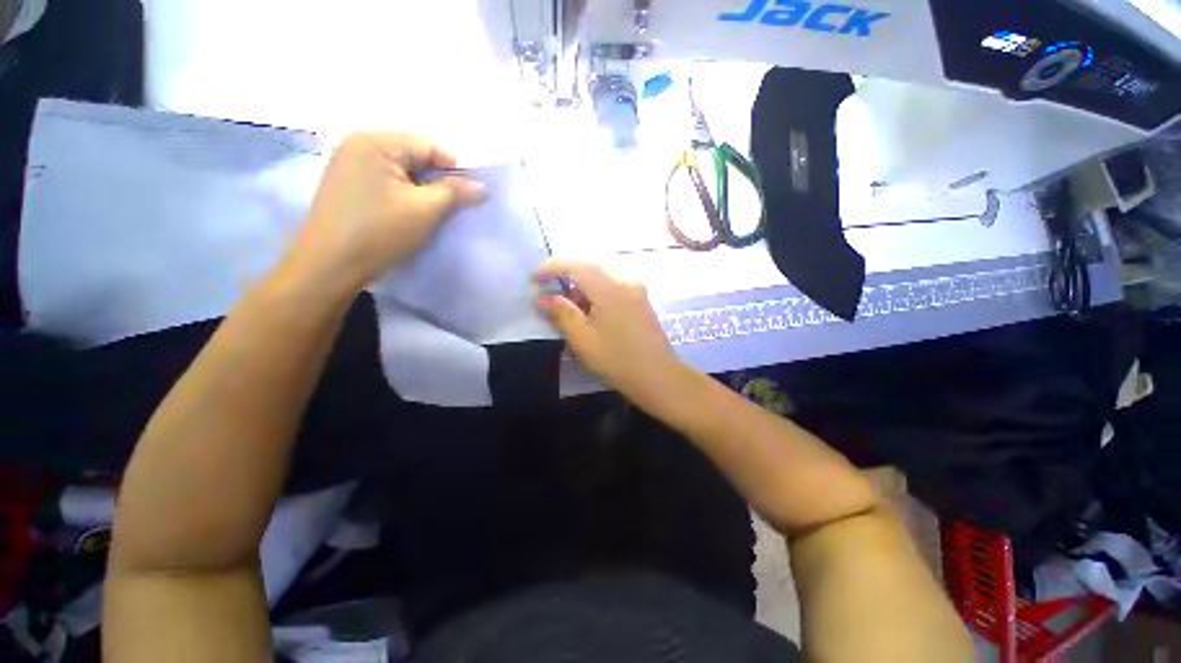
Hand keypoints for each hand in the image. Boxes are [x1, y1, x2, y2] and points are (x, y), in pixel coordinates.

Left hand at [289, 132, 485, 289]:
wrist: (330, 265)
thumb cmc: (380, 232)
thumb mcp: (425, 210)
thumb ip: (455, 193)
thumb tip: (482, 186)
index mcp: (375, 142)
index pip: (428, 146)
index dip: (454, 169)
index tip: (469, 195)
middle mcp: (358, 144)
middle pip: (413, 155)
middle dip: (437, 180)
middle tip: (451, 207)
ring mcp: (347, 163)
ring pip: (400, 170)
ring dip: (421, 189)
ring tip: (431, 212)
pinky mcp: (345, 184)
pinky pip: (385, 180)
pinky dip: (403, 194)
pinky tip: (407, 213)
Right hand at [533, 259, 688, 408]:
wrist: (658, 376)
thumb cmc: (617, 360)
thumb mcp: (582, 339)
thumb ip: (560, 313)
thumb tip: (541, 297)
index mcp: (609, 286)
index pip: (574, 264)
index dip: (550, 268)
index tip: (533, 280)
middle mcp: (624, 278)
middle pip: (588, 265)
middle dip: (564, 275)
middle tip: (548, 293)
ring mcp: (635, 286)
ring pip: (600, 274)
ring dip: (580, 284)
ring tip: (568, 305)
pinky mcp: (640, 296)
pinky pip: (612, 282)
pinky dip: (595, 290)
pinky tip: (589, 308)